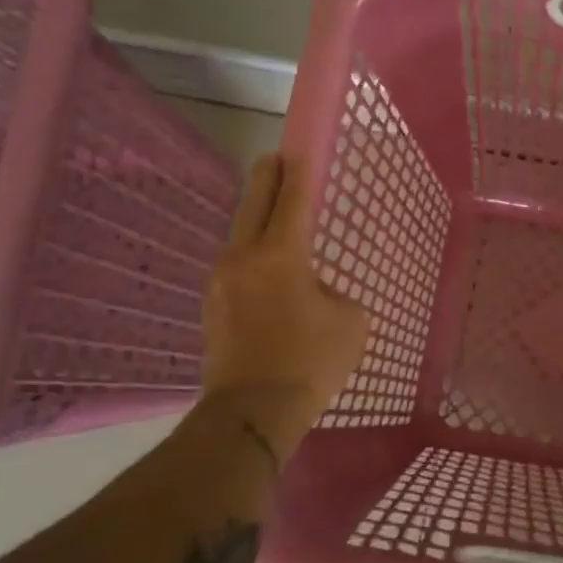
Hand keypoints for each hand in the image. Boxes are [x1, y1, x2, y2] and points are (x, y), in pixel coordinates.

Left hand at [199, 153, 369, 455]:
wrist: (251, 414)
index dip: (297, 171)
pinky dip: (252, 259)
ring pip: (240, 237)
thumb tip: (315, 293)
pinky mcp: (212, 308)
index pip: (290, 199)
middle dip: (267, 178)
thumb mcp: (350, 322)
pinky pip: (236, 269)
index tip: (297, 149)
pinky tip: (267, 276)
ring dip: (258, 223)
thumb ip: (335, 294)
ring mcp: (220, 283)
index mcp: (280, 255)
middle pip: (254, 205)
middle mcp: (243, 258)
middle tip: (276, 161)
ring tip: (277, 223)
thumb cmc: (310, 363)